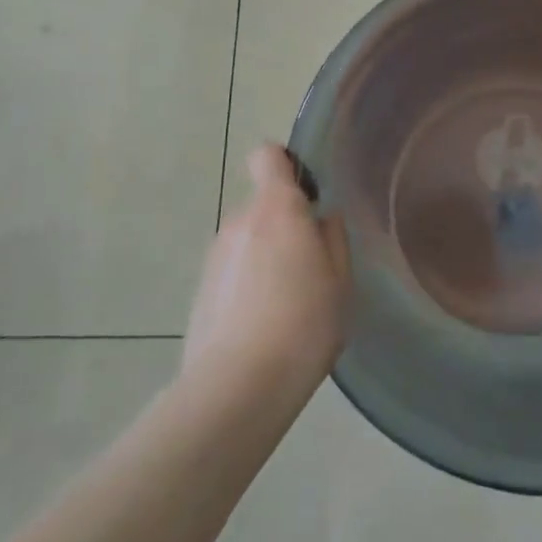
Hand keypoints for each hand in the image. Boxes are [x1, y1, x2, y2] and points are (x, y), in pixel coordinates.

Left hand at [183, 145, 350, 404]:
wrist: (238, 385)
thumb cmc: (304, 324)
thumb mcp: (340, 280)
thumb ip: (332, 238)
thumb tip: (321, 218)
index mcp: (277, 209)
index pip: (267, 156)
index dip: (285, 166)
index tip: (306, 194)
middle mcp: (240, 221)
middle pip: (263, 205)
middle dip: (285, 225)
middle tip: (311, 267)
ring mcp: (215, 255)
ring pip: (248, 240)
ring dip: (266, 257)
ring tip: (288, 303)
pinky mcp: (200, 288)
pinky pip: (233, 270)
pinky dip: (248, 284)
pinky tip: (264, 324)